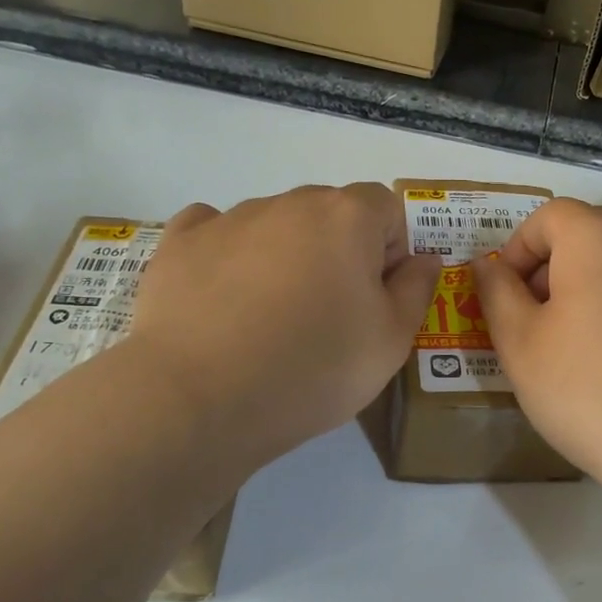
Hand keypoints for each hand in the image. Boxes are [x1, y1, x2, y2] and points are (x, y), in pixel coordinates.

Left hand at [130, 184, 438, 469]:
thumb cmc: (314, 368)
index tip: (377, 298)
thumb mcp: (391, 342)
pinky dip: (227, 255)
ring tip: (270, 319)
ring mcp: (228, 218)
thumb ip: (416, 290)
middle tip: (329, 315)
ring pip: (275, 225)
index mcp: (347, 217)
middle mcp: (288, 203)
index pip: (386, 207)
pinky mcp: (178, 244)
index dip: (391, 250)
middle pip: (329, 213)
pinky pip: (214, 232)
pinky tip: (223, 297)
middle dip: (339, 251)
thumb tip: (423, 259)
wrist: (199, 398)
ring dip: (286, 256)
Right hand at [471, 198, 601, 487]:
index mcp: (597, 238)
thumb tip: (486, 265)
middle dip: (550, 266)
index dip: (517, 248)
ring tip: (572, 343)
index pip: (549, 215)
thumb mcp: (519, 342)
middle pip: (587, 233)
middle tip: (533, 319)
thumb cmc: (585, 387)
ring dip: (586, 287)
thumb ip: (496, 293)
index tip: (506, 296)